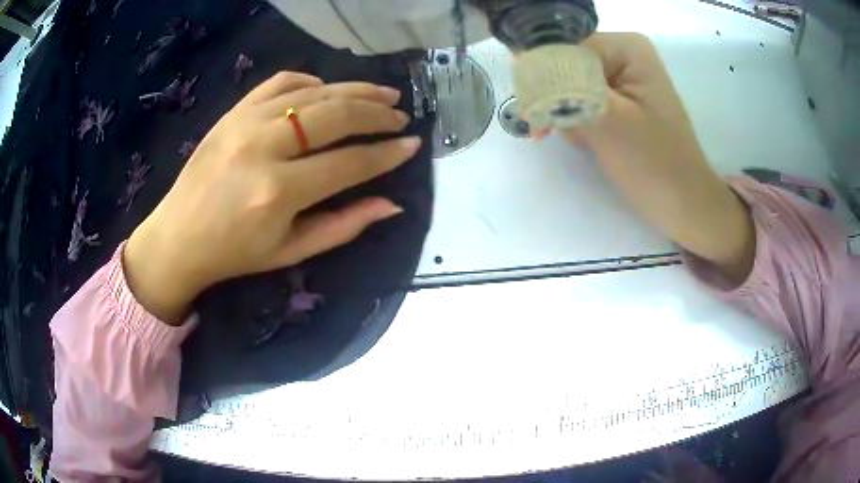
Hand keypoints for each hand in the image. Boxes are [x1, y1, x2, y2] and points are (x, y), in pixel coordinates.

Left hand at [124, 72, 421, 323]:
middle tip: (400, 115)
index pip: (349, 162)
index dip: (386, 153)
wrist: (178, 236)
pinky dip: (311, 81)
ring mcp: (245, 122)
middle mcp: (264, 147)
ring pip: (314, 93)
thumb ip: (344, 226)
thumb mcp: (291, 251)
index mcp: (278, 192)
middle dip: (377, 113)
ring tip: (383, 93)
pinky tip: (328, 90)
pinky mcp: (233, 111)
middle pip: (335, 116)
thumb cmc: (235, 253)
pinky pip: (280, 81)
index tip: (412, 145)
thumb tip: (392, 204)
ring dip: (355, 90)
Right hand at [543, 33, 754, 283]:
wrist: (685, 206)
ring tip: (591, 144)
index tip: (539, 120)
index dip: (547, 81)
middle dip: (561, 103)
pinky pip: (583, 101)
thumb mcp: (607, 122)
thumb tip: (522, 60)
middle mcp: (624, 55)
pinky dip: (580, 124)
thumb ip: (564, 88)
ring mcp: (623, 79)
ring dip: (569, 117)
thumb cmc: (655, 166)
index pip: (564, 49)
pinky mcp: (622, 101)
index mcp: (626, 49)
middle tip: (575, 136)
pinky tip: (593, 143)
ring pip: (571, 86)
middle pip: (567, 67)